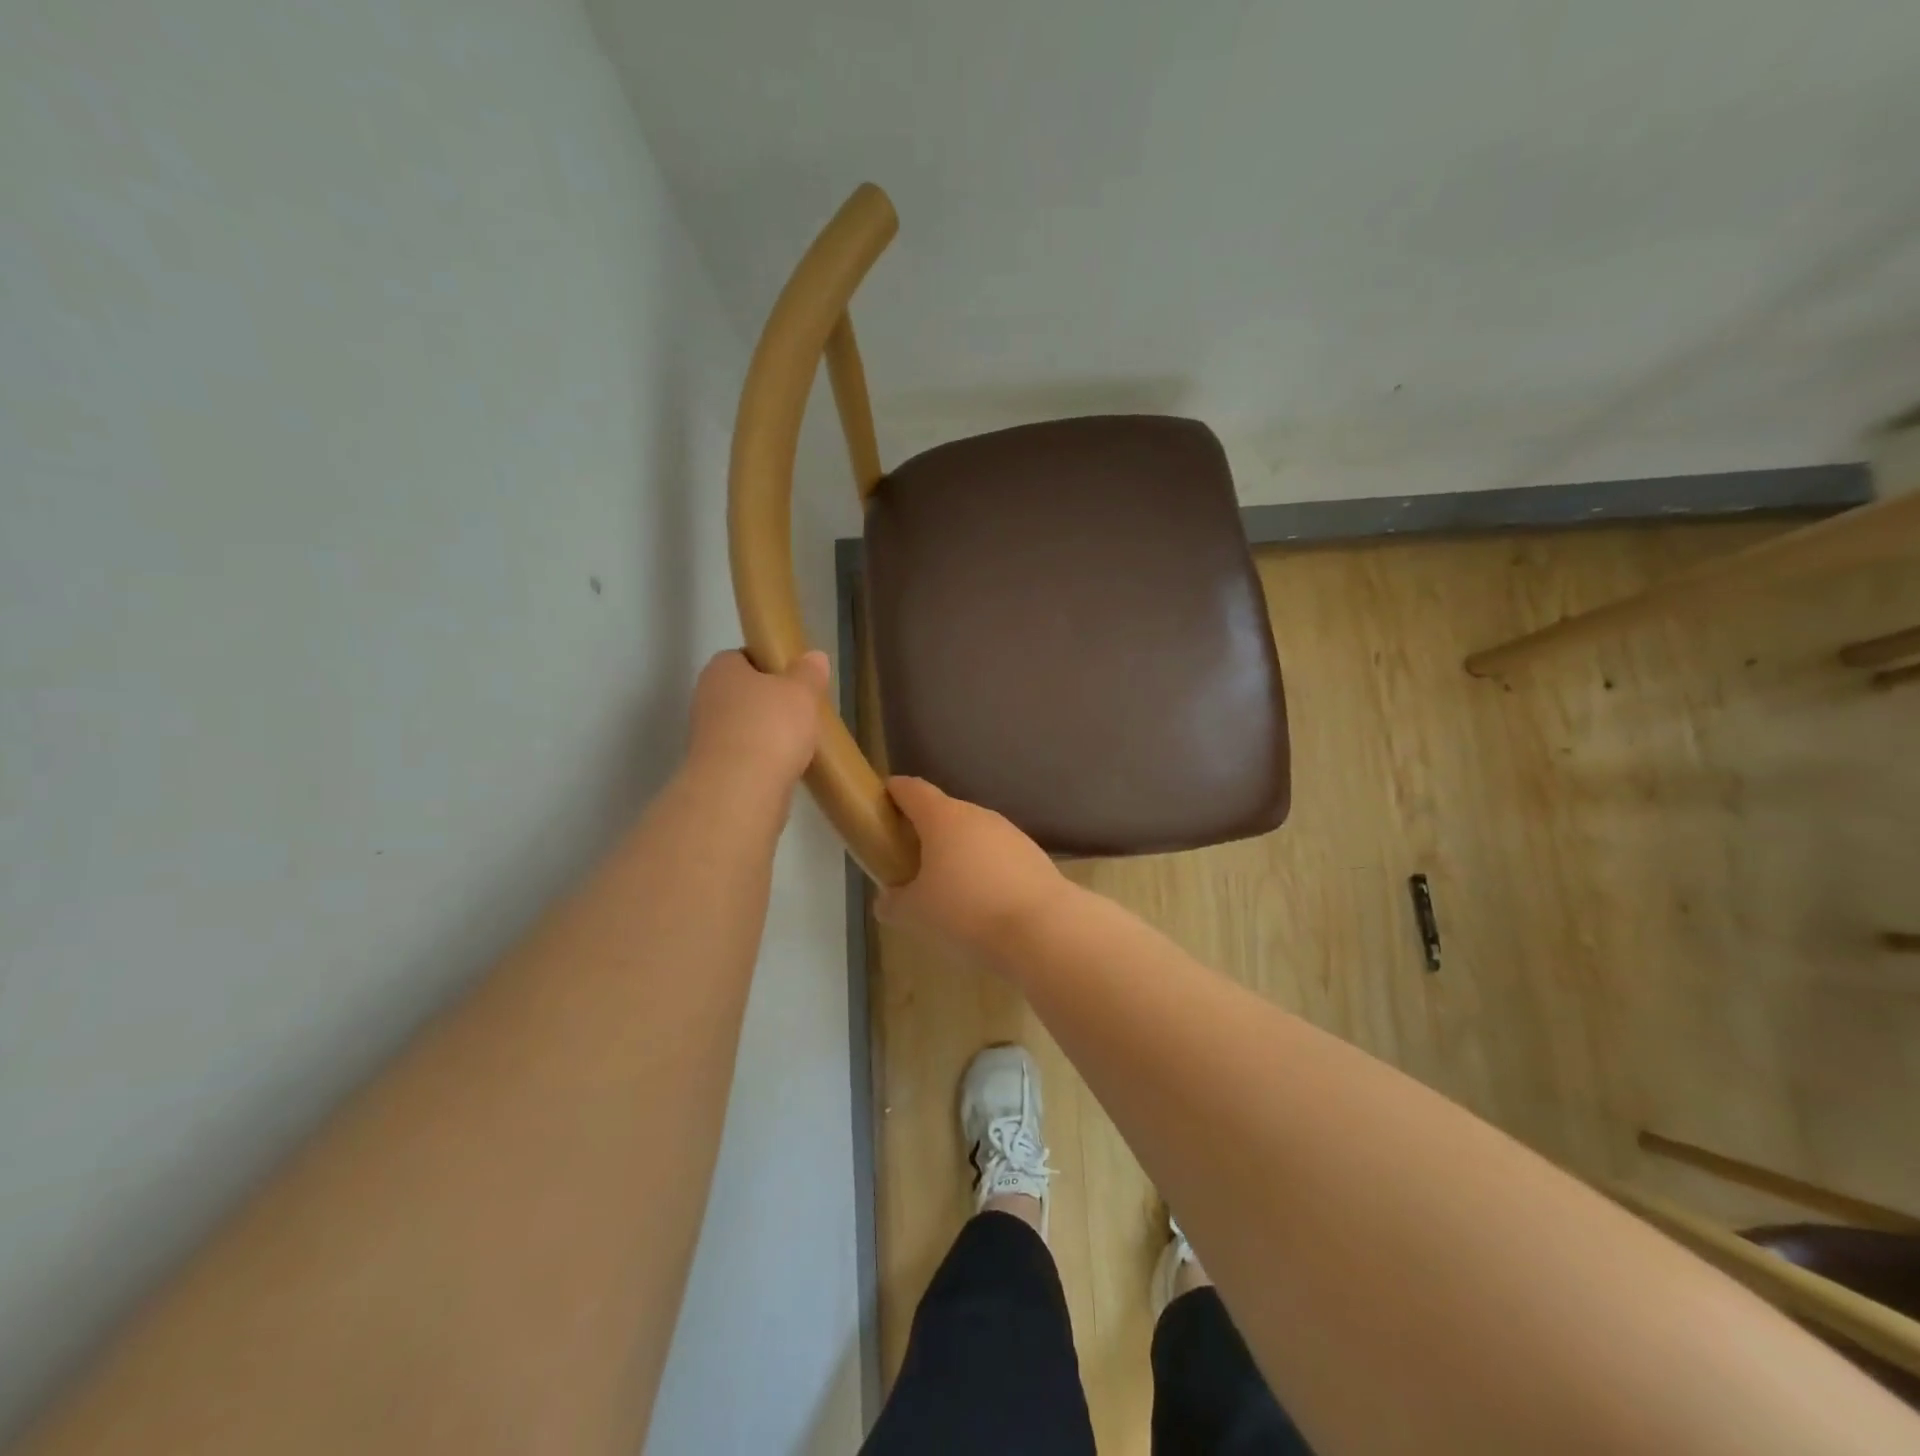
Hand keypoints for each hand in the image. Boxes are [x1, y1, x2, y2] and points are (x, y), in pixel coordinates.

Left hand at [686, 649, 829, 793]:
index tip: (794, 679)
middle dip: (769, 702)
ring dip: (766, 733)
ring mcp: (706, 737)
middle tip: (802, 711)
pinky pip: (744, 755)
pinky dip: (763, 759)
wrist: (740, 791)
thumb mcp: (801, 692)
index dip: (769, 665)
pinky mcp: (713, 770)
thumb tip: (814, 656)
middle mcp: (706, 698)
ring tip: (799, 742)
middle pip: (743, 693)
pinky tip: (786, 767)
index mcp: (721, 670)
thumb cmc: (771, 727)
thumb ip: (808, 673)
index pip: (742, 657)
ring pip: (743, 726)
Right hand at [876, 777, 1070, 953]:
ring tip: (946, 884)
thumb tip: (888, 899)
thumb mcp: (915, 913)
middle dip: (925, 829)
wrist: (1042, 928)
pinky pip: (996, 854)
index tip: (881, 802)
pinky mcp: (1032, 854)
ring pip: (973, 833)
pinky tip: (981, 899)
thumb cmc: (966, 911)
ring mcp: (1009, 832)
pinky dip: (983, 867)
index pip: (912, 790)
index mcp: (943, 817)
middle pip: (944, 811)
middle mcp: (977, 815)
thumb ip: (893, 902)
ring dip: (957, 850)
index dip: (893, 792)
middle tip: (909, 857)